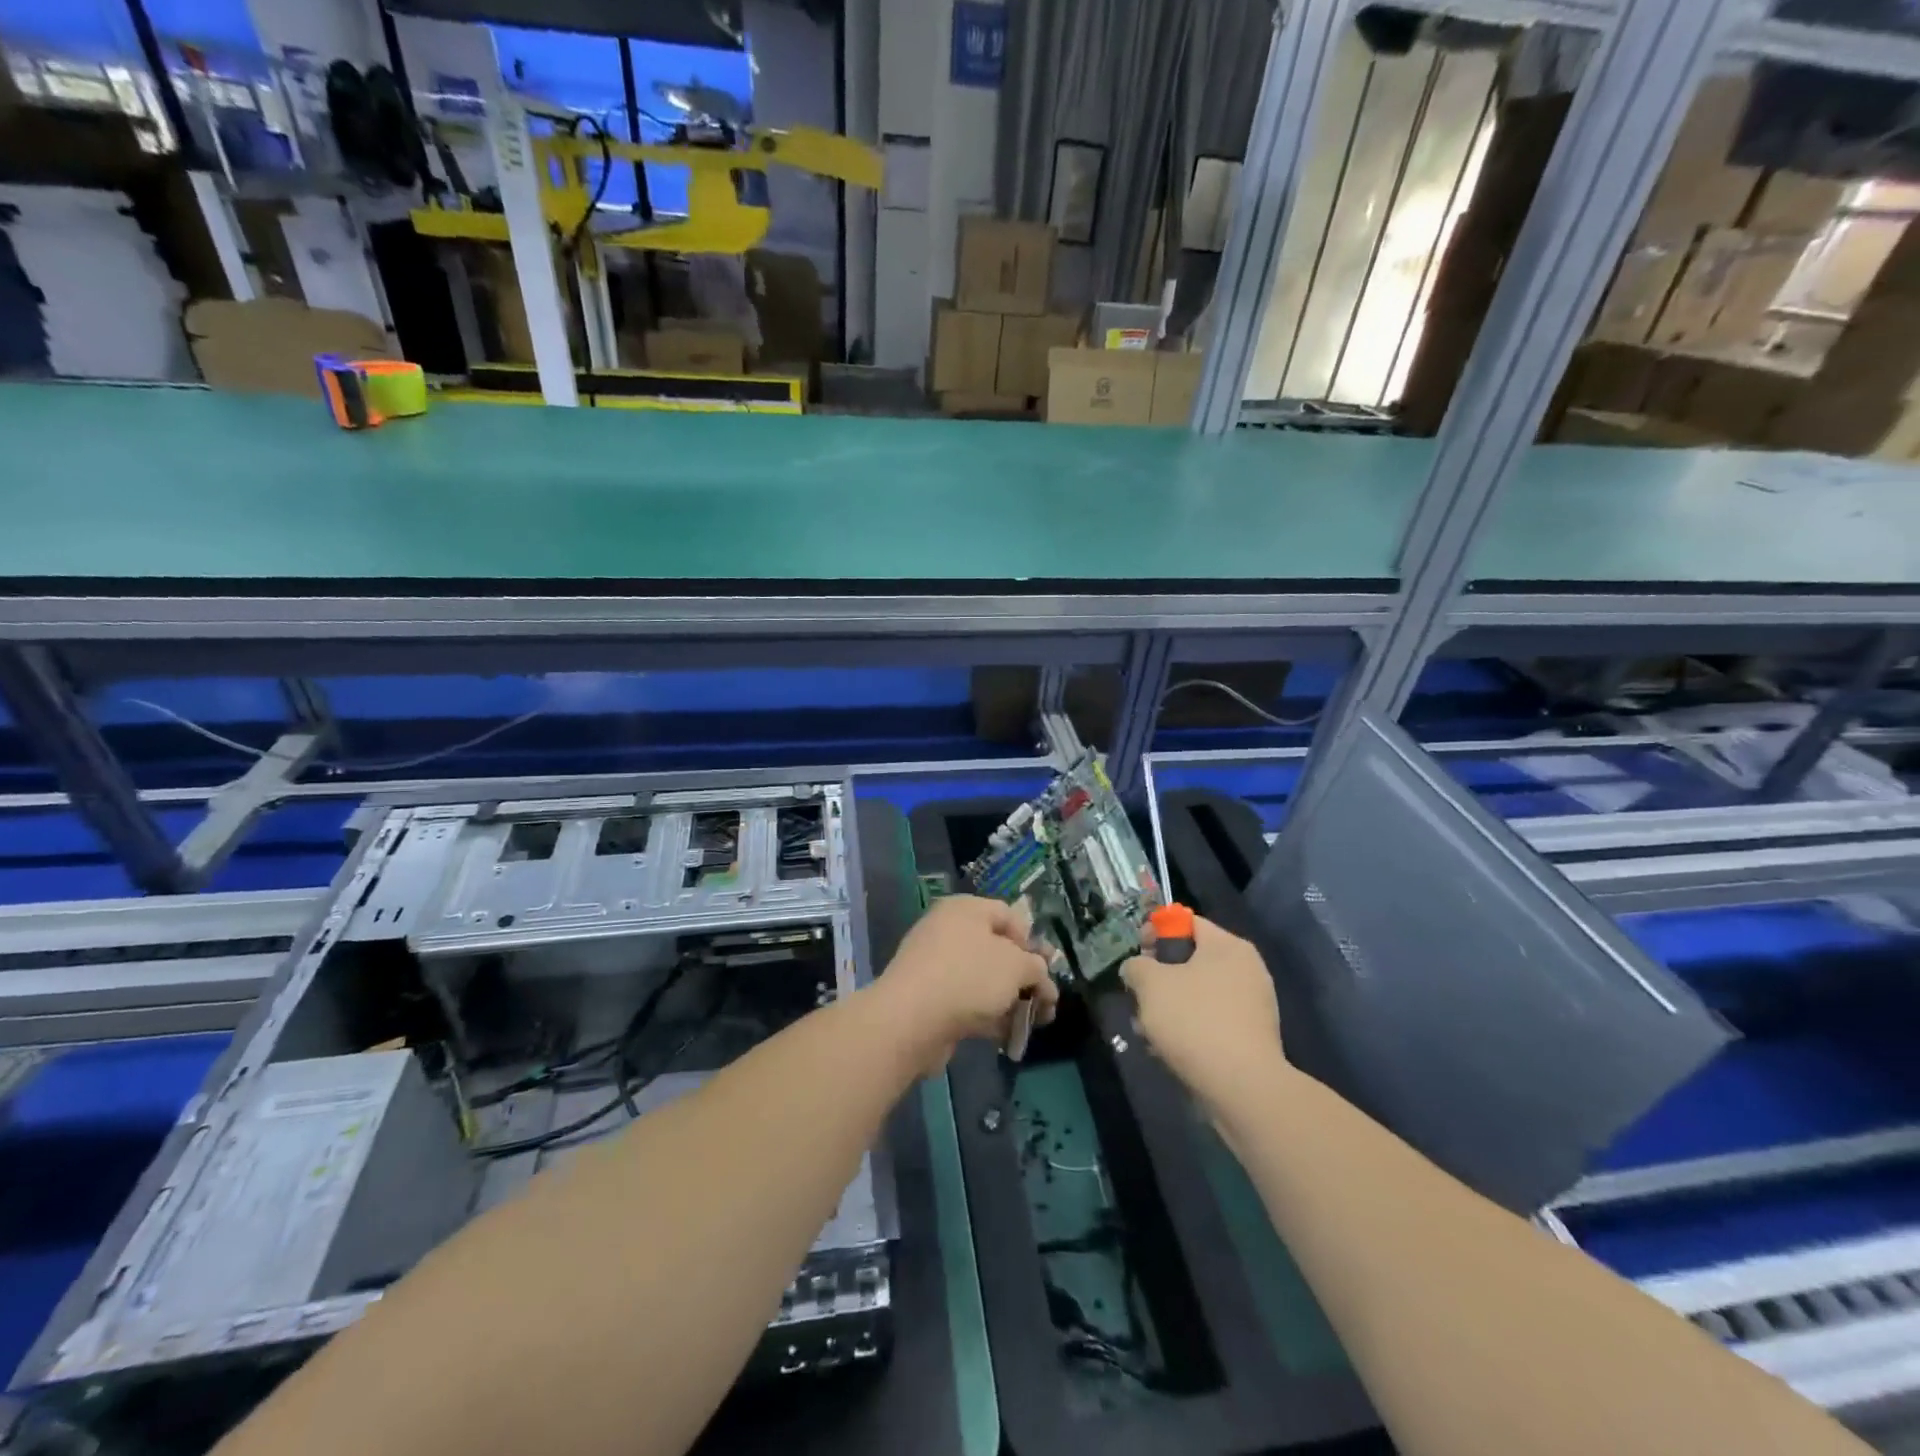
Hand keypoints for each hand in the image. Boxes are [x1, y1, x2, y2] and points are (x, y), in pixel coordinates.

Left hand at [867, 895, 1056, 1071]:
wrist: (911, 1019)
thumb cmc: (969, 977)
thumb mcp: (1016, 966)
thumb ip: (1036, 968)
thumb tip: (1041, 978)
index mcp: (966, 909)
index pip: (1009, 915)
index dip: (1032, 941)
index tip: (1045, 969)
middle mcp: (949, 931)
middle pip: (998, 950)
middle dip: (1026, 977)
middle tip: (1047, 1003)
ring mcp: (937, 966)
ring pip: (985, 979)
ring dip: (1011, 1001)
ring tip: (1034, 1024)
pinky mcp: (930, 999)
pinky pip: (968, 1002)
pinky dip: (990, 1016)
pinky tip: (1009, 1037)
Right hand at [1123, 916, 1283, 1110]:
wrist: (1242, 1087)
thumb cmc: (1194, 1021)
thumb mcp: (1150, 984)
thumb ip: (1136, 967)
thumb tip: (1137, 969)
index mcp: (1228, 946)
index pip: (1186, 922)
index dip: (1156, 932)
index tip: (1137, 955)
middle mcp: (1246, 969)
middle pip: (1191, 960)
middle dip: (1159, 977)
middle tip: (1139, 996)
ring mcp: (1253, 1005)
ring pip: (1198, 994)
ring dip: (1169, 1007)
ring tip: (1147, 1030)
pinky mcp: (1252, 1037)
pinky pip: (1212, 1020)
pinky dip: (1189, 1029)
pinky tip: (1168, 1049)